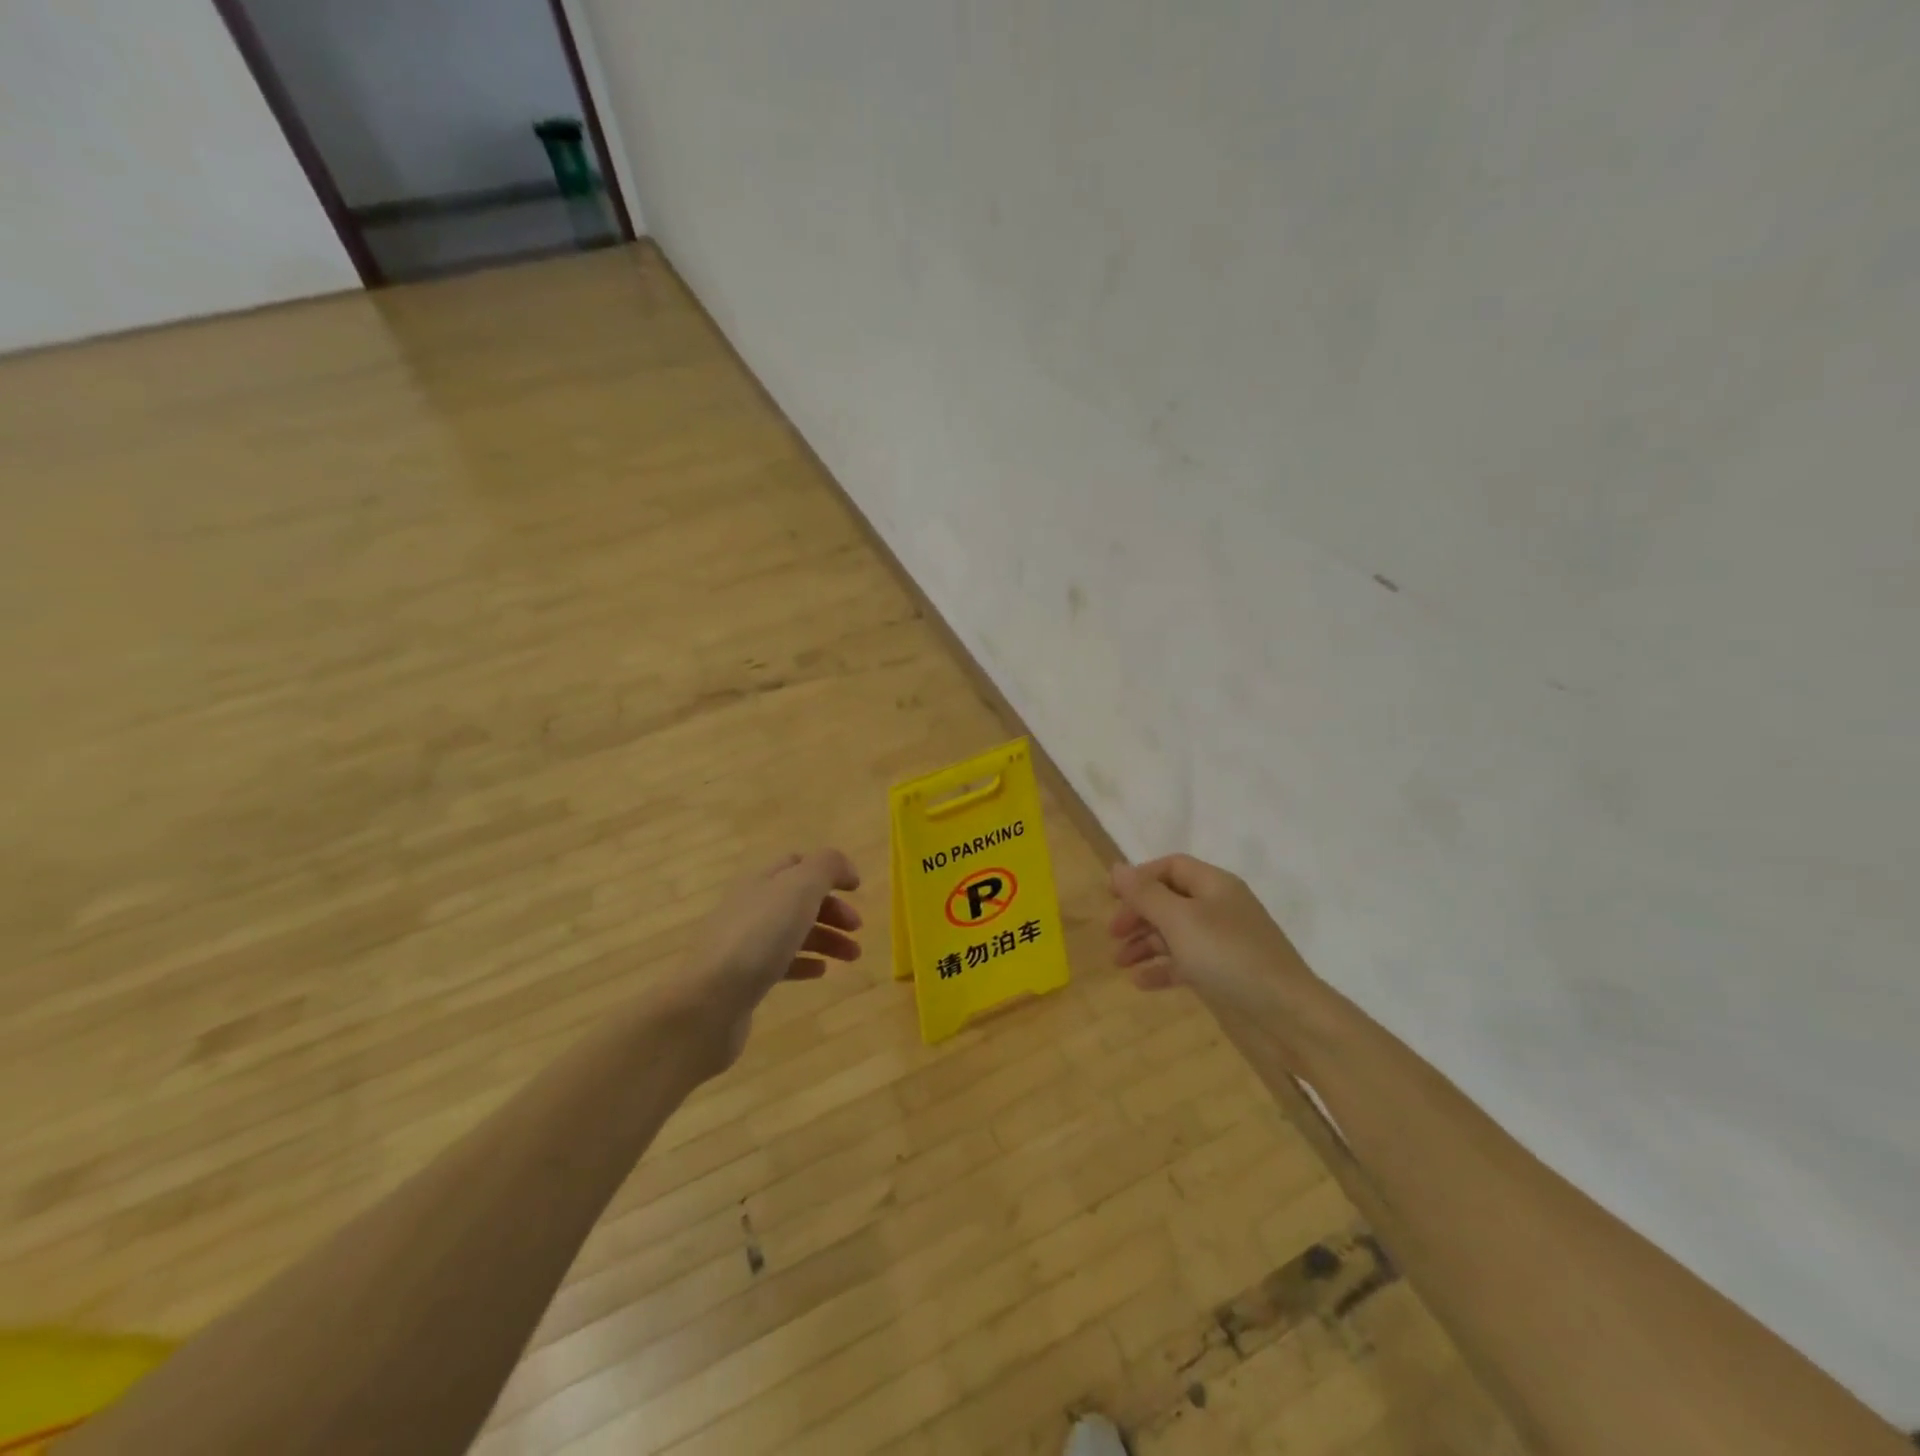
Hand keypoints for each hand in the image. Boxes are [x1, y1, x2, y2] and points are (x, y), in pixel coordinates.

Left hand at [669, 849, 862, 1073]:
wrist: (710, 1001)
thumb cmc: (759, 937)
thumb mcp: (800, 888)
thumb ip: (826, 867)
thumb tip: (845, 868)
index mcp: (761, 880)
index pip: (797, 863)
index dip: (829, 871)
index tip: (857, 890)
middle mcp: (749, 907)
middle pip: (797, 899)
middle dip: (832, 910)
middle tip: (858, 928)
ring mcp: (743, 944)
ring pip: (792, 932)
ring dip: (826, 939)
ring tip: (852, 956)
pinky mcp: (742, 979)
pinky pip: (779, 963)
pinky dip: (805, 963)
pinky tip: (821, 972)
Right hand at [1109, 854, 1317, 1020]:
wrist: (1287, 1016)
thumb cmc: (1230, 957)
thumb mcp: (1181, 920)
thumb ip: (1146, 894)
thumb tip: (1117, 867)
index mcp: (1215, 885)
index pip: (1171, 867)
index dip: (1140, 877)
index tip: (1111, 897)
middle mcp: (1219, 908)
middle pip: (1169, 900)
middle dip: (1138, 914)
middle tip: (1113, 934)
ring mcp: (1223, 943)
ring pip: (1174, 933)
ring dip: (1145, 943)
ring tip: (1120, 962)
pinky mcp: (1224, 974)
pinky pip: (1186, 963)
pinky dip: (1162, 968)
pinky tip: (1141, 983)